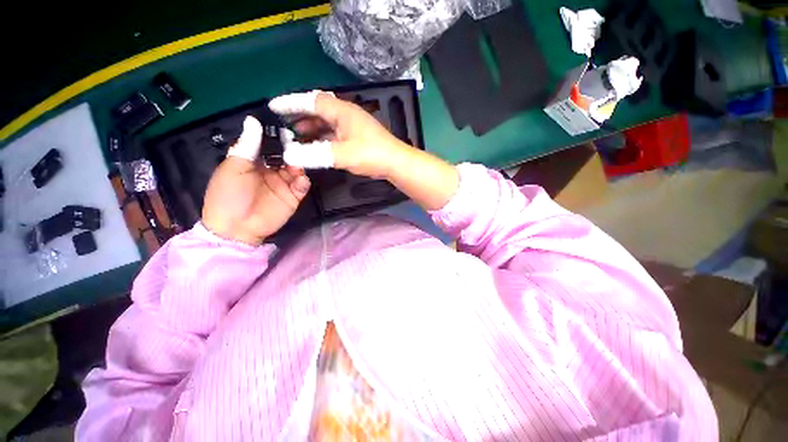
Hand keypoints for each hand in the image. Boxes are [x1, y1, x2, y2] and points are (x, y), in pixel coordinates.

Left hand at [202, 116, 310, 245]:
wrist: (237, 228)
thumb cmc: (229, 195)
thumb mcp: (234, 167)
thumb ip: (248, 146)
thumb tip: (253, 120)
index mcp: (254, 161)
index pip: (269, 145)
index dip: (277, 137)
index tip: (286, 129)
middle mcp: (271, 170)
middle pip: (287, 156)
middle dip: (293, 151)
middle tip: (298, 147)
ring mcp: (284, 184)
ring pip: (297, 169)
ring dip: (299, 165)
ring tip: (297, 167)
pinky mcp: (293, 197)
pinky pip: (302, 186)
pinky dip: (303, 182)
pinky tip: (300, 181)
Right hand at [269, 91, 411, 178]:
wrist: (396, 163)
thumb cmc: (371, 155)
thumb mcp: (342, 155)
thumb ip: (315, 154)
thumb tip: (289, 155)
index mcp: (342, 111)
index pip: (311, 101)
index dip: (291, 103)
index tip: (274, 106)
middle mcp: (346, 114)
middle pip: (318, 110)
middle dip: (300, 116)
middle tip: (284, 125)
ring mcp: (353, 125)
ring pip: (327, 122)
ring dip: (311, 128)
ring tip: (297, 136)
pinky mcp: (357, 136)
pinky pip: (334, 133)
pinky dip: (323, 137)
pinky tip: (317, 145)